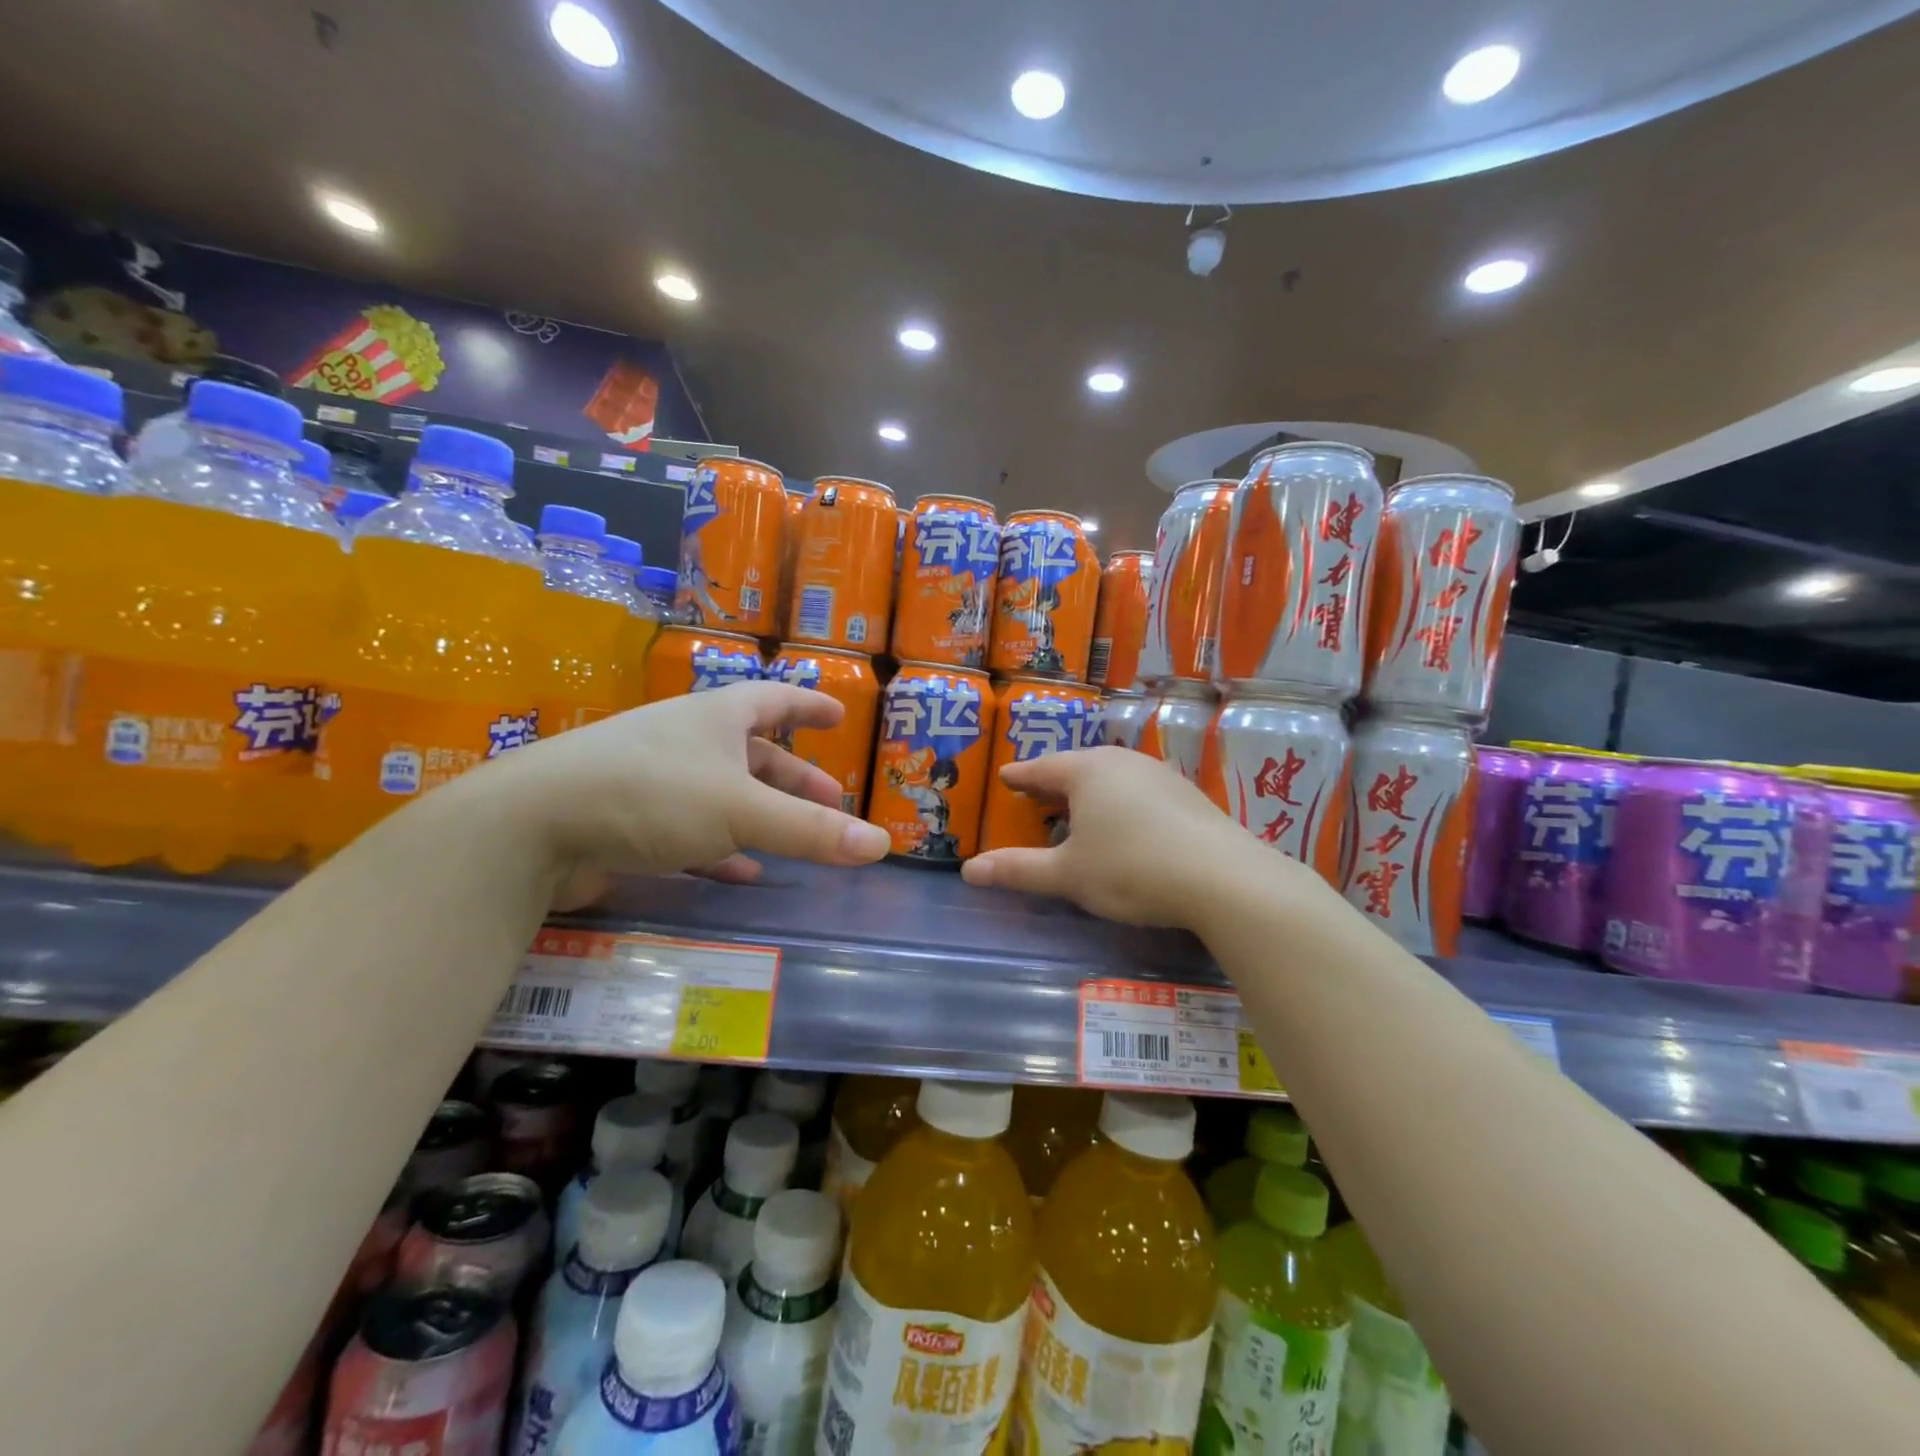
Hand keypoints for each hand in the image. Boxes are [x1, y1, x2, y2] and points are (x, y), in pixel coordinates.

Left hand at [461, 683, 890, 887]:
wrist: (531, 825)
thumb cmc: (651, 794)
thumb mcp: (741, 810)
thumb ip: (810, 830)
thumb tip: (881, 844)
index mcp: (716, 717)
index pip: (775, 699)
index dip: (810, 705)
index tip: (840, 713)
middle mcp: (687, 740)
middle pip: (754, 751)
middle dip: (794, 775)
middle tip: (830, 798)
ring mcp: (655, 778)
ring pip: (724, 792)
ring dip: (762, 813)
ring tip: (796, 835)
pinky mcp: (630, 819)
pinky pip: (692, 829)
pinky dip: (723, 847)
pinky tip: (742, 871)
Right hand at [961, 746, 1316, 928]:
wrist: (1221, 878)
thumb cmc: (1130, 869)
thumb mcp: (1067, 875)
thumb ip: (1018, 870)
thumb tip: (968, 870)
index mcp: (1087, 771)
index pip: (1041, 768)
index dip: (1020, 776)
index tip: (1005, 778)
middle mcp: (1122, 762)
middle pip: (1077, 767)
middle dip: (1054, 782)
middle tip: (1035, 795)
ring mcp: (1159, 774)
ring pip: (1111, 777)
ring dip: (1089, 792)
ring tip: (1076, 810)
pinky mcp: (1187, 794)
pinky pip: (1138, 790)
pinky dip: (1119, 802)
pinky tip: (1124, 824)